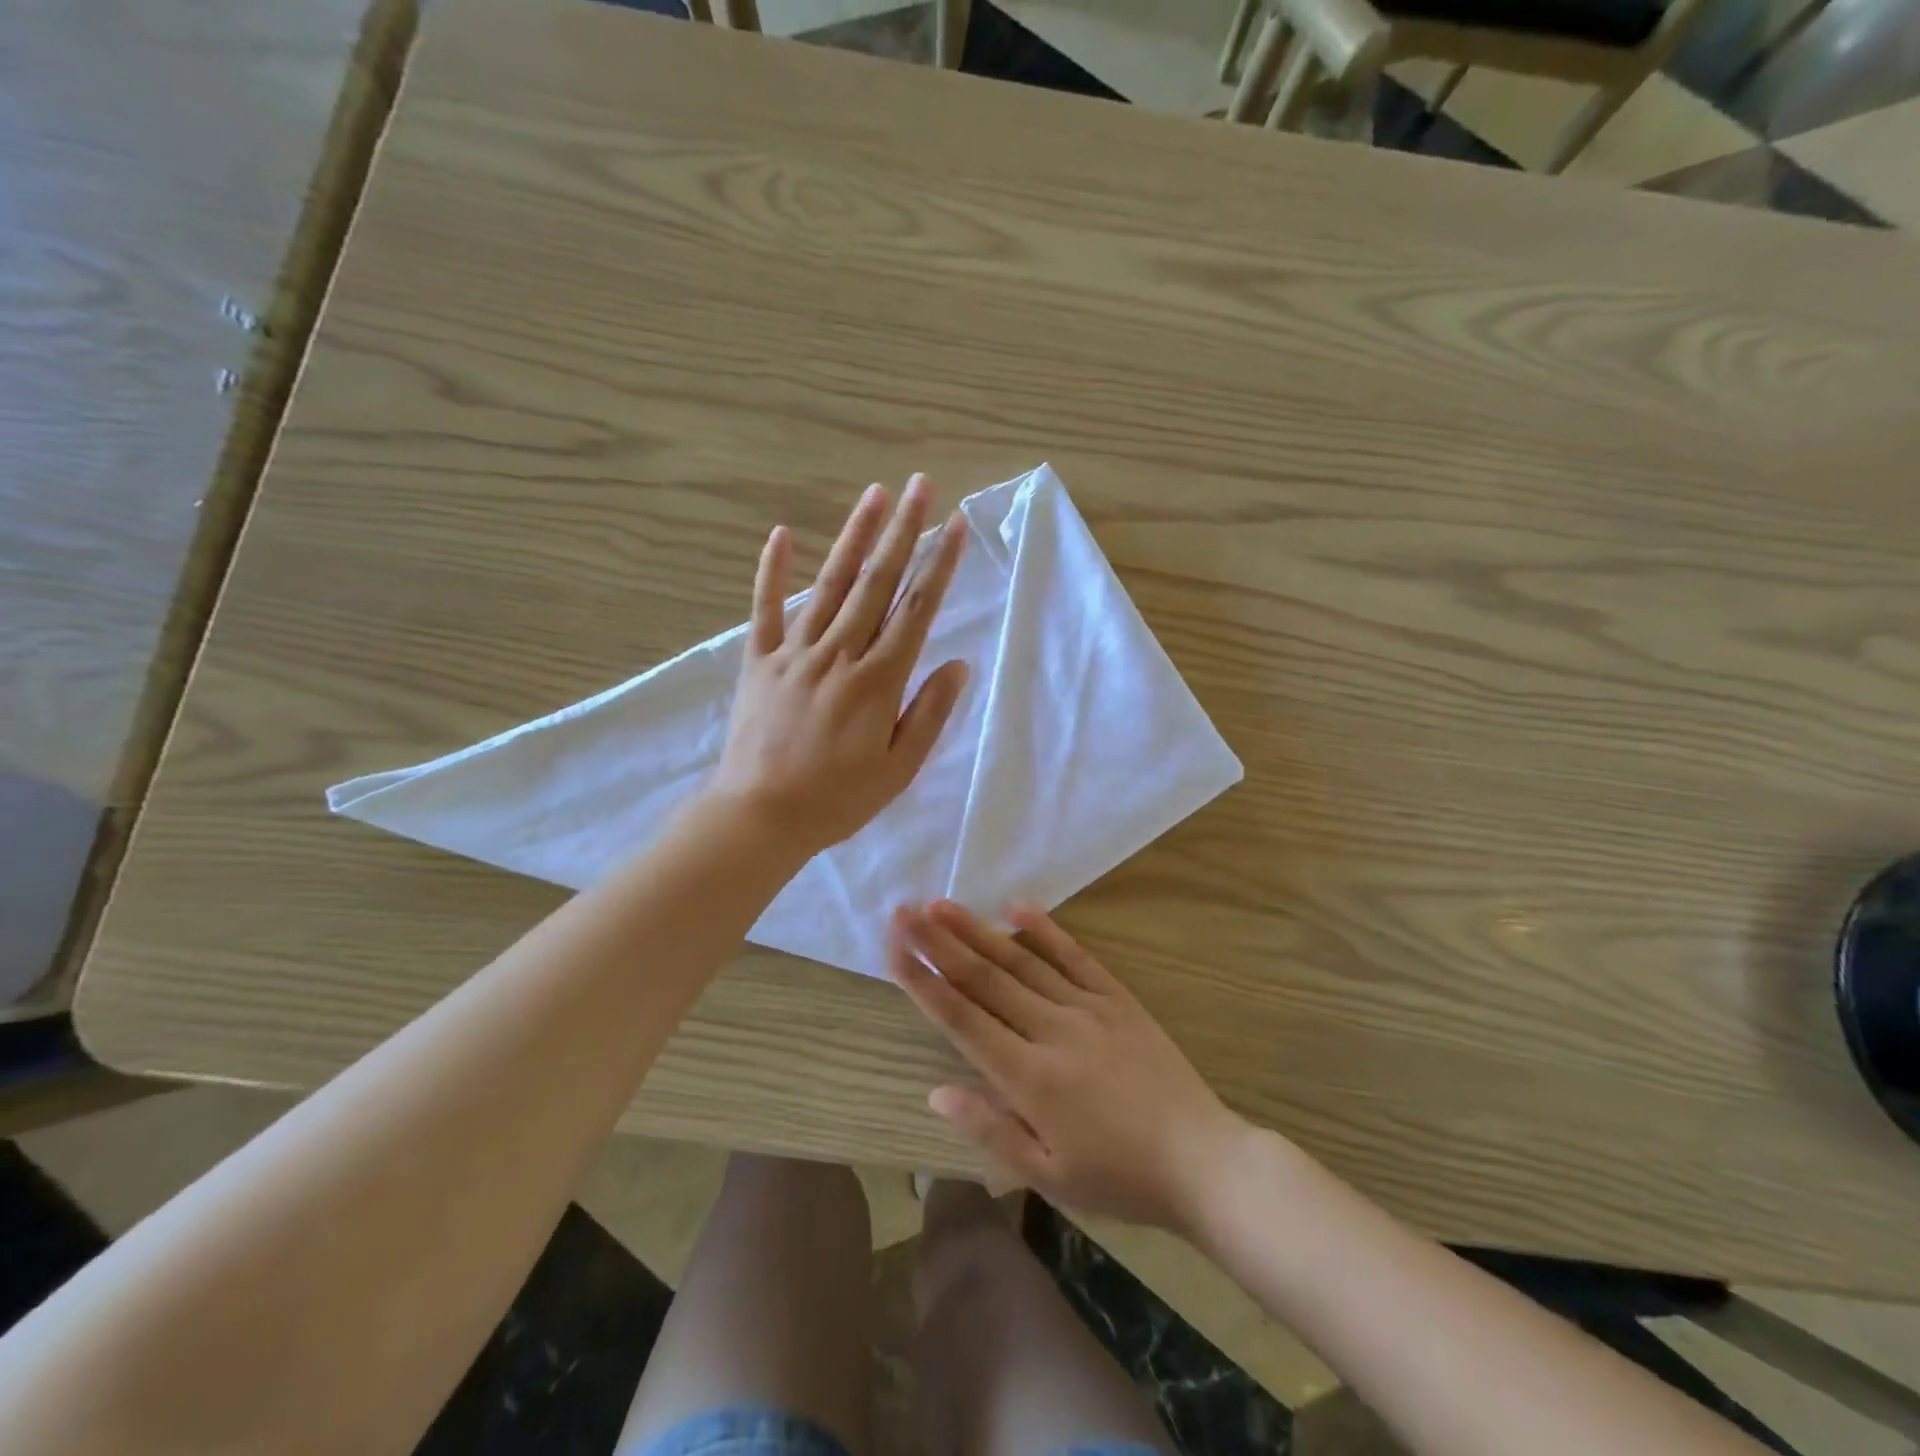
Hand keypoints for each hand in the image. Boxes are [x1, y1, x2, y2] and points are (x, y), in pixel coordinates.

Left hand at [710, 475, 969, 856]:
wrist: (759, 817)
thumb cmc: (837, 799)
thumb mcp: (898, 769)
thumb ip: (929, 713)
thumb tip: (958, 664)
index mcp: (877, 681)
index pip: (916, 611)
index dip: (938, 566)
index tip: (955, 526)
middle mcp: (839, 654)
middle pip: (876, 583)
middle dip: (903, 531)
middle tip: (920, 486)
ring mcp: (794, 653)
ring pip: (830, 584)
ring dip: (854, 536)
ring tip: (874, 494)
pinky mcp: (758, 661)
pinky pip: (764, 609)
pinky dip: (772, 571)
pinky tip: (781, 534)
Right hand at [888, 900, 1253, 1232]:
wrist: (1202, 1161)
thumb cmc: (1119, 1178)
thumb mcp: (1047, 1175)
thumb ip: (989, 1129)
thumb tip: (935, 1092)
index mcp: (1028, 1076)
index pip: (961, 1018)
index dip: (922, 981)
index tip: (894, 948)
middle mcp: (1051, 1030)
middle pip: (983, 978)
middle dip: (938, 943)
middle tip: (904, 911)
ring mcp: (1087, 1007)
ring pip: (1020, 961)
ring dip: (978, 930)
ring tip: (942, 904)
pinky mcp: (1117, 998)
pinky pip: (1075, 956)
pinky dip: (1045, 930)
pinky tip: (1017, 906)